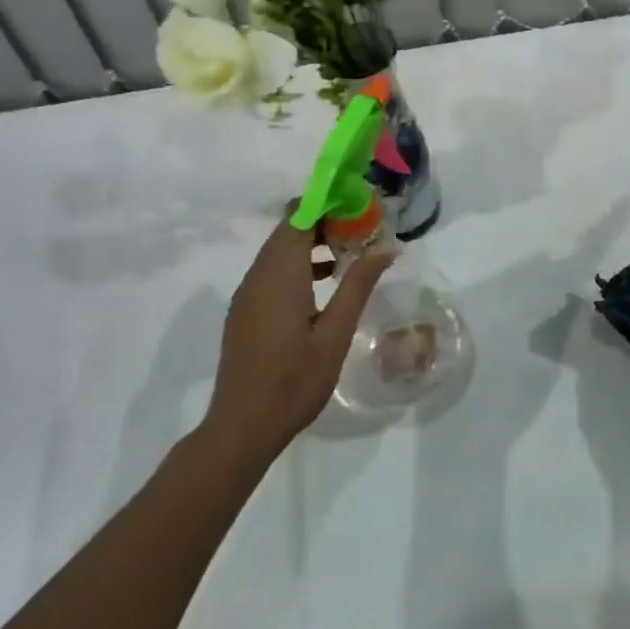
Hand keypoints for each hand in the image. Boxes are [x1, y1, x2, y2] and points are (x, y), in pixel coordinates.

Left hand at [202, 218, 395, 462]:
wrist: (243, 426)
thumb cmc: (295, 380)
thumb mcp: (336, 333)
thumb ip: (358, 285)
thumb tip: (386, 248)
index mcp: (280, 274)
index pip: (299, 215)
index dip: (328, 202)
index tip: (360, 204)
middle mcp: (258, 275)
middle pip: (289, 228)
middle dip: (325, 220)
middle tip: (363, 228)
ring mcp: (248, 293)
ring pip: (279, 249)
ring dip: (312, 242)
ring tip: (351, 252)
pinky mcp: (246, 310)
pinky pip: (272, 271)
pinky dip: (298, 264)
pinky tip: (325, 283)